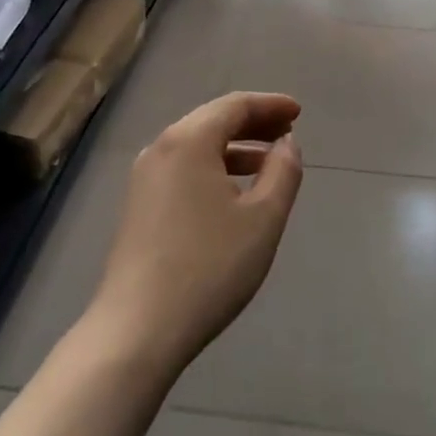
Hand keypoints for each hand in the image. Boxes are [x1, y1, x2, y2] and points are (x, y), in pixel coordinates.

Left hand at [89, 93, 303, 374]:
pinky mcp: (139, 206)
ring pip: (197, 146)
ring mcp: (145, 178)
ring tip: (269, 164)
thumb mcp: (263, 218)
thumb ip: (283, 171)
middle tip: (288, 133)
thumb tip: (286, 144)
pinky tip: (234, 193)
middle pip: (213, 120)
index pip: (235, 105)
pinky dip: (214, 167)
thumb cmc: (209, 267)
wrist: (137, 330)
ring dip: (235, 147)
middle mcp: (161, 148)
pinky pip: (183, 168)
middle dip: (253, 123)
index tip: (298, 112)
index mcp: (189, 140)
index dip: (270, 105)